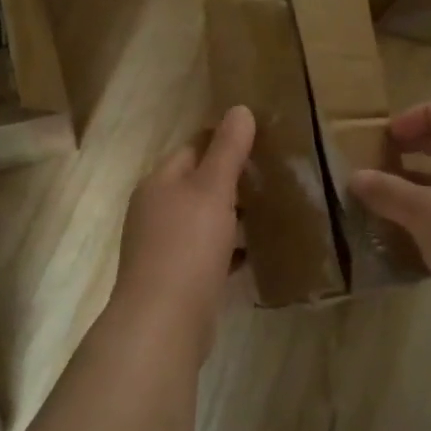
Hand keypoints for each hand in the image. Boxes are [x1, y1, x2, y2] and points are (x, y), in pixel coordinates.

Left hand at [111, 106, 255, 357]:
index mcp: (159, 183)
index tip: (262, 142)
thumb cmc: (187, 246)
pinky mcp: (176, 278)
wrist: (164, 321)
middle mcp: (155, 211)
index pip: (192, 148)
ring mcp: (163, 247)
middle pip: (198, 185)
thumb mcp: (211, 190)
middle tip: (275, 178)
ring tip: (273, 212)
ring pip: (204, 221)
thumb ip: (227, 150)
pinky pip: (208, 254)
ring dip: (233, 216)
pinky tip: (256, 253)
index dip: (224, 142)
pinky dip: (229, 250)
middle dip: (232, 181)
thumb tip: (240, 109)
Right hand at [349, 101, 430, 329]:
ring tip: (386, 199)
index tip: (392, 136)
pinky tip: (404, 236)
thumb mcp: (426, 212)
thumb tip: (356, 177)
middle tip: (384, 160)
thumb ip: (389, 192)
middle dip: (419, 149)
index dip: (424, 115)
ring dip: (421, 187)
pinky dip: (430, 219)